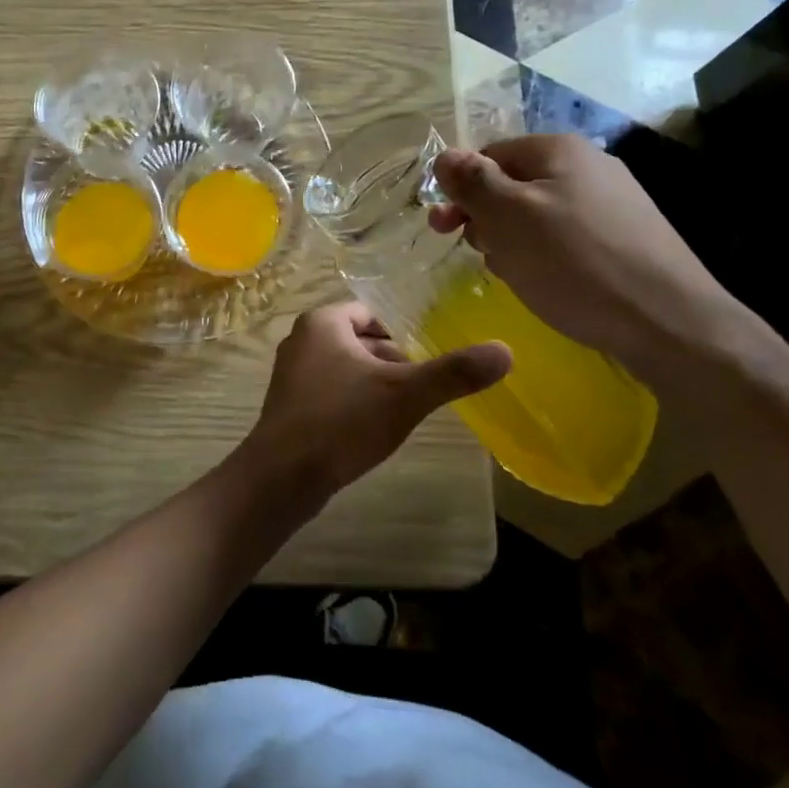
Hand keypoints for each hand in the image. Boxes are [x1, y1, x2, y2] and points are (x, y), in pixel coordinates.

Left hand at [243, 302, 510, 500]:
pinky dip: (354, 401)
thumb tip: (506, 350)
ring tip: (407, 407)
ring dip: (374, 382)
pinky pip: (331, 391)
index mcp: (323, 322)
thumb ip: (453, 373)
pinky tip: (374, 427)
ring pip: (345, 367)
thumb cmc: (342, 421)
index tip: (431, 352)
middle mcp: (302, 340)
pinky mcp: (290, 406)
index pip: (372, 312)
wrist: (282, 476)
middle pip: (359, 339)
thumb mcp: (404, 394)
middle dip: (392, 359)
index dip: (404, 330)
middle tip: (425, 383)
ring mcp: (291, 374)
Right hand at [429, 135, 745, 380]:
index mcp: (558, 150)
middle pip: (513, 185)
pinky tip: (552, 285)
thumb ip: (472, 182)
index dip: (461, 190)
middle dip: (488, 219)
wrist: (669, 323)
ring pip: (538, 216)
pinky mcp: (628, 238)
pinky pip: (568, 238)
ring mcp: (613, 202)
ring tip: (519, 275)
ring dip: (514, 242)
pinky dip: (548, 257)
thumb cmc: (575, 263)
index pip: (487, 155)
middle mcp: (589, 166)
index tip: (444, 229)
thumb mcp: (508, 218)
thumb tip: (445, 156)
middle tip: (484, 255)